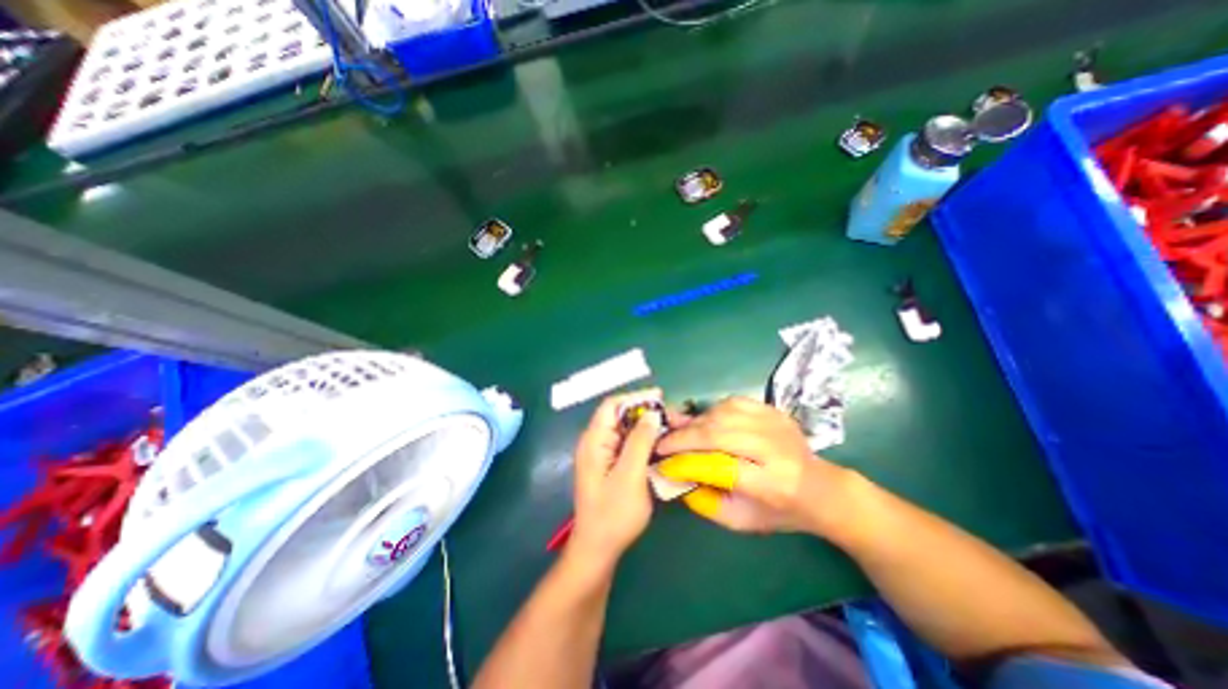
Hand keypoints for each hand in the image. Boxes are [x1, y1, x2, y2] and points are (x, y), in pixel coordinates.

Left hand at [568, 390, 661, 568]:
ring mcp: (602, 453)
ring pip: (625, 429)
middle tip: (671, 415)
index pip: (612, 405)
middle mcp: (595, 442)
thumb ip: (640, 442)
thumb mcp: (630, 476)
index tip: (660, 397)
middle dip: (644, 411)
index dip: (635, 397)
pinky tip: (659, 443)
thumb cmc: (613, 514)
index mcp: (594, 440)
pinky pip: (627, 443)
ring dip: (646, 425)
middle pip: (619, 415)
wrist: (598, 548)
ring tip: (670, 426)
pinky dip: (643, 439)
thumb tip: (652, 414)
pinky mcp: (609, 464)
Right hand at [662, 397, 855, 537]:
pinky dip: (711, 411)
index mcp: (774, 484)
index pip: (721, 467)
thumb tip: (676, 475)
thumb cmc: (781, 511)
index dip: (687, 463)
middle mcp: (775, 449)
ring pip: (722, 414)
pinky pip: (732, 402)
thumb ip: (708, 502)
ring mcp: (775, 423)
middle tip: (662, 444)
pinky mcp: (773, 410)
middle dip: (684, 438)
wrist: (821, 487)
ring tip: (680, 434)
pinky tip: (703, 422)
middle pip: (719, 434)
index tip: (663, 463)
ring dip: (695, 423)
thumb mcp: (743, 521)